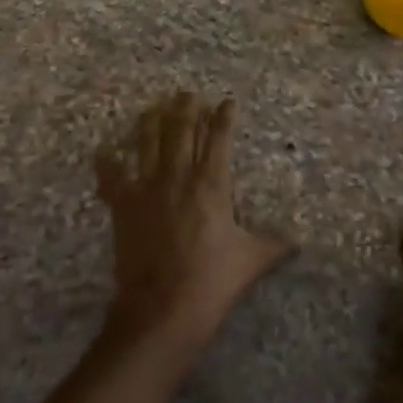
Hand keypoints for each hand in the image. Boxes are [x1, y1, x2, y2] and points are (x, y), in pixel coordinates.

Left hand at [97, 93, 291, 357]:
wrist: (161, 309)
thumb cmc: (211, 282)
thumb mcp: (251, 261)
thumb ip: (274, 244)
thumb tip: (299, 239)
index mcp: (212, 184)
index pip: (219, 138)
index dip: (223, 117)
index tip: (227, 101)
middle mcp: (178, 176)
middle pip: (181, 131)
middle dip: (186, 109)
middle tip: (187, 94)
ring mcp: (147, 188)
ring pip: (148, 143)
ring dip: (151, 122)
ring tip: (154, 107)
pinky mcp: (123, 206)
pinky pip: (112, 177)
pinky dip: (106, 163)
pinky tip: (103, 151)